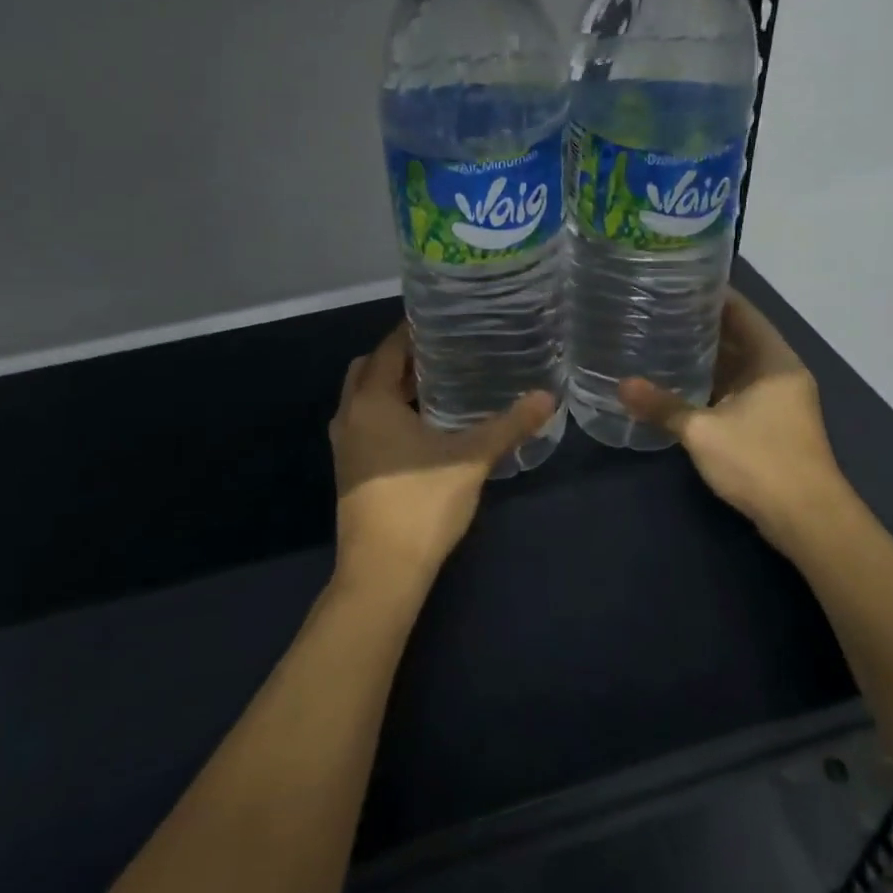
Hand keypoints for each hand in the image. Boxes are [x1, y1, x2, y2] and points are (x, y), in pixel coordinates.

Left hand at [329, 322, 556, 595]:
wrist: (382, 571)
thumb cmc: (421, 503)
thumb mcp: (471, 459)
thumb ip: (509, 425)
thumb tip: (548, 397)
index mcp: (371, 401)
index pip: (389, 348)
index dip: (412, 330)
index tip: (442, 320)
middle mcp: (350, 415)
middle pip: (370, 369)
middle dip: (400, 357)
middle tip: (442, 352)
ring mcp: (345, 445)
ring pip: (364, 398)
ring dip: (392, 386)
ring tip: (436, 383)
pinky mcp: (350, 469)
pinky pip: (365, 422)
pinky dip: (387, 412)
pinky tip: (423, 426)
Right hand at [619, 290, 859, 553]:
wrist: (807, 521)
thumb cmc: (760, 462)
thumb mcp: (703, 431)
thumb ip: (662, 406)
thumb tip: (621, 385)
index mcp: (773, 360)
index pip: (742, 311)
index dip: (712, 294)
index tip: (675, 281)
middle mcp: (779, 372)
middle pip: (739, 336)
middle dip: (701, 324)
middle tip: (657, 309)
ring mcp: (778, 399)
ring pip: (736, 365)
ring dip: (705, 356)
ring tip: (661, 338)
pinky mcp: (770, 423)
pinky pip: (736, 389)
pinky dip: (711, 382)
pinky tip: (678, 381)